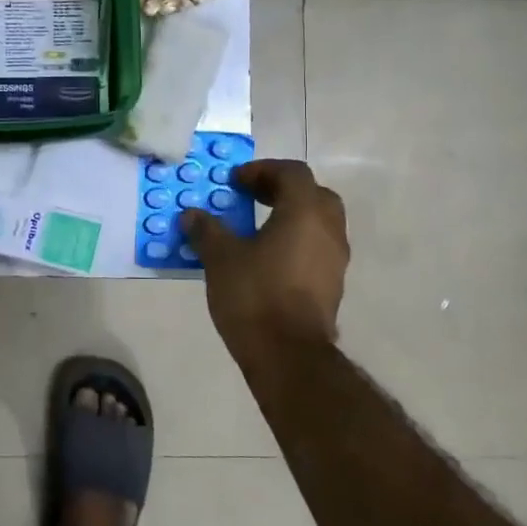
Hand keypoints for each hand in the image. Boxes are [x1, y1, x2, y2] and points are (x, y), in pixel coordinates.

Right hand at [181, 159, 348, 351]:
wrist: (288, 355)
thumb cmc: (255, 295)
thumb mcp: (220, 258)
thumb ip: (207, 231)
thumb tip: (191, 215)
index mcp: (305, 212)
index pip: (292, 172)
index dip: (263, 170)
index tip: (235, 181)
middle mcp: (329, 230)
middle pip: (312, 194)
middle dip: (281, 191)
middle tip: (251, 197)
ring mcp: (335, 260)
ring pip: (318, 223)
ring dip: (290, 218)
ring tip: (255, 229)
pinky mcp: (332, 286)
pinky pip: (315, 249)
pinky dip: (295, 243)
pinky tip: (267, 259)